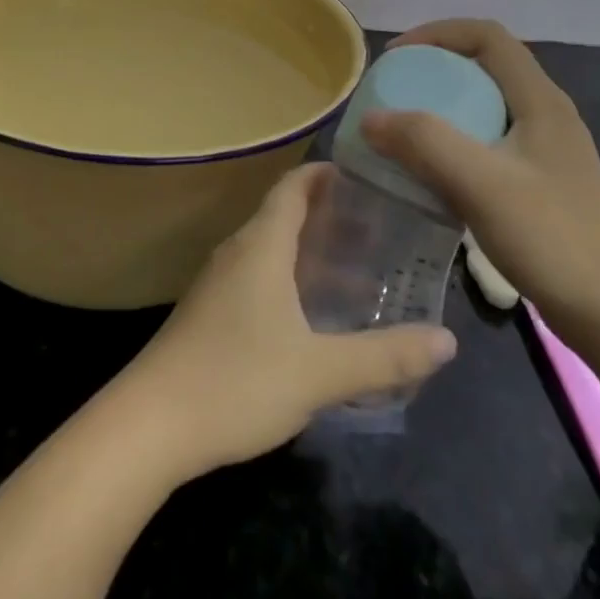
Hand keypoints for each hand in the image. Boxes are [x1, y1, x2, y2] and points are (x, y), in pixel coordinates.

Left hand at [119, 162, 457, 475]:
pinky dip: (289, 279)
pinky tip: (311, 316)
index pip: (292, 188)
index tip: (361, 176)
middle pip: (283, 216)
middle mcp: (237, 252)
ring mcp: (218, 282)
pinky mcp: (208, 312)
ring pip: (270, 250)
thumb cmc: (237, 381)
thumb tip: (447, 340)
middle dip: (327, 216)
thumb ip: (384, 357)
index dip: (323, 175)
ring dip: (309, 252)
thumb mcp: (320, 372)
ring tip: (356, 273)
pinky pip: (256, 276)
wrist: (151, 423)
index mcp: (261, 246)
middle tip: (377, 230)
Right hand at [362, 19, 599, 339]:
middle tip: (393, 92)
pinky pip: (487, 139)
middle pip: (484, 65)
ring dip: (442, 106)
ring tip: (403, 128)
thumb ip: (423, 143)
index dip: (437, 33)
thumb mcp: (480, 184)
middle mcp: (545, 113)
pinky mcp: (540, 179)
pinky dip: (453, 140)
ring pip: (484, 104)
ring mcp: (545, 149)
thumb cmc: (551, 238)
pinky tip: (432, 171)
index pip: (487, 36)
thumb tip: (369, 118)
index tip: (396, 59)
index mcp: (539, 100)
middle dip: (434, 68)